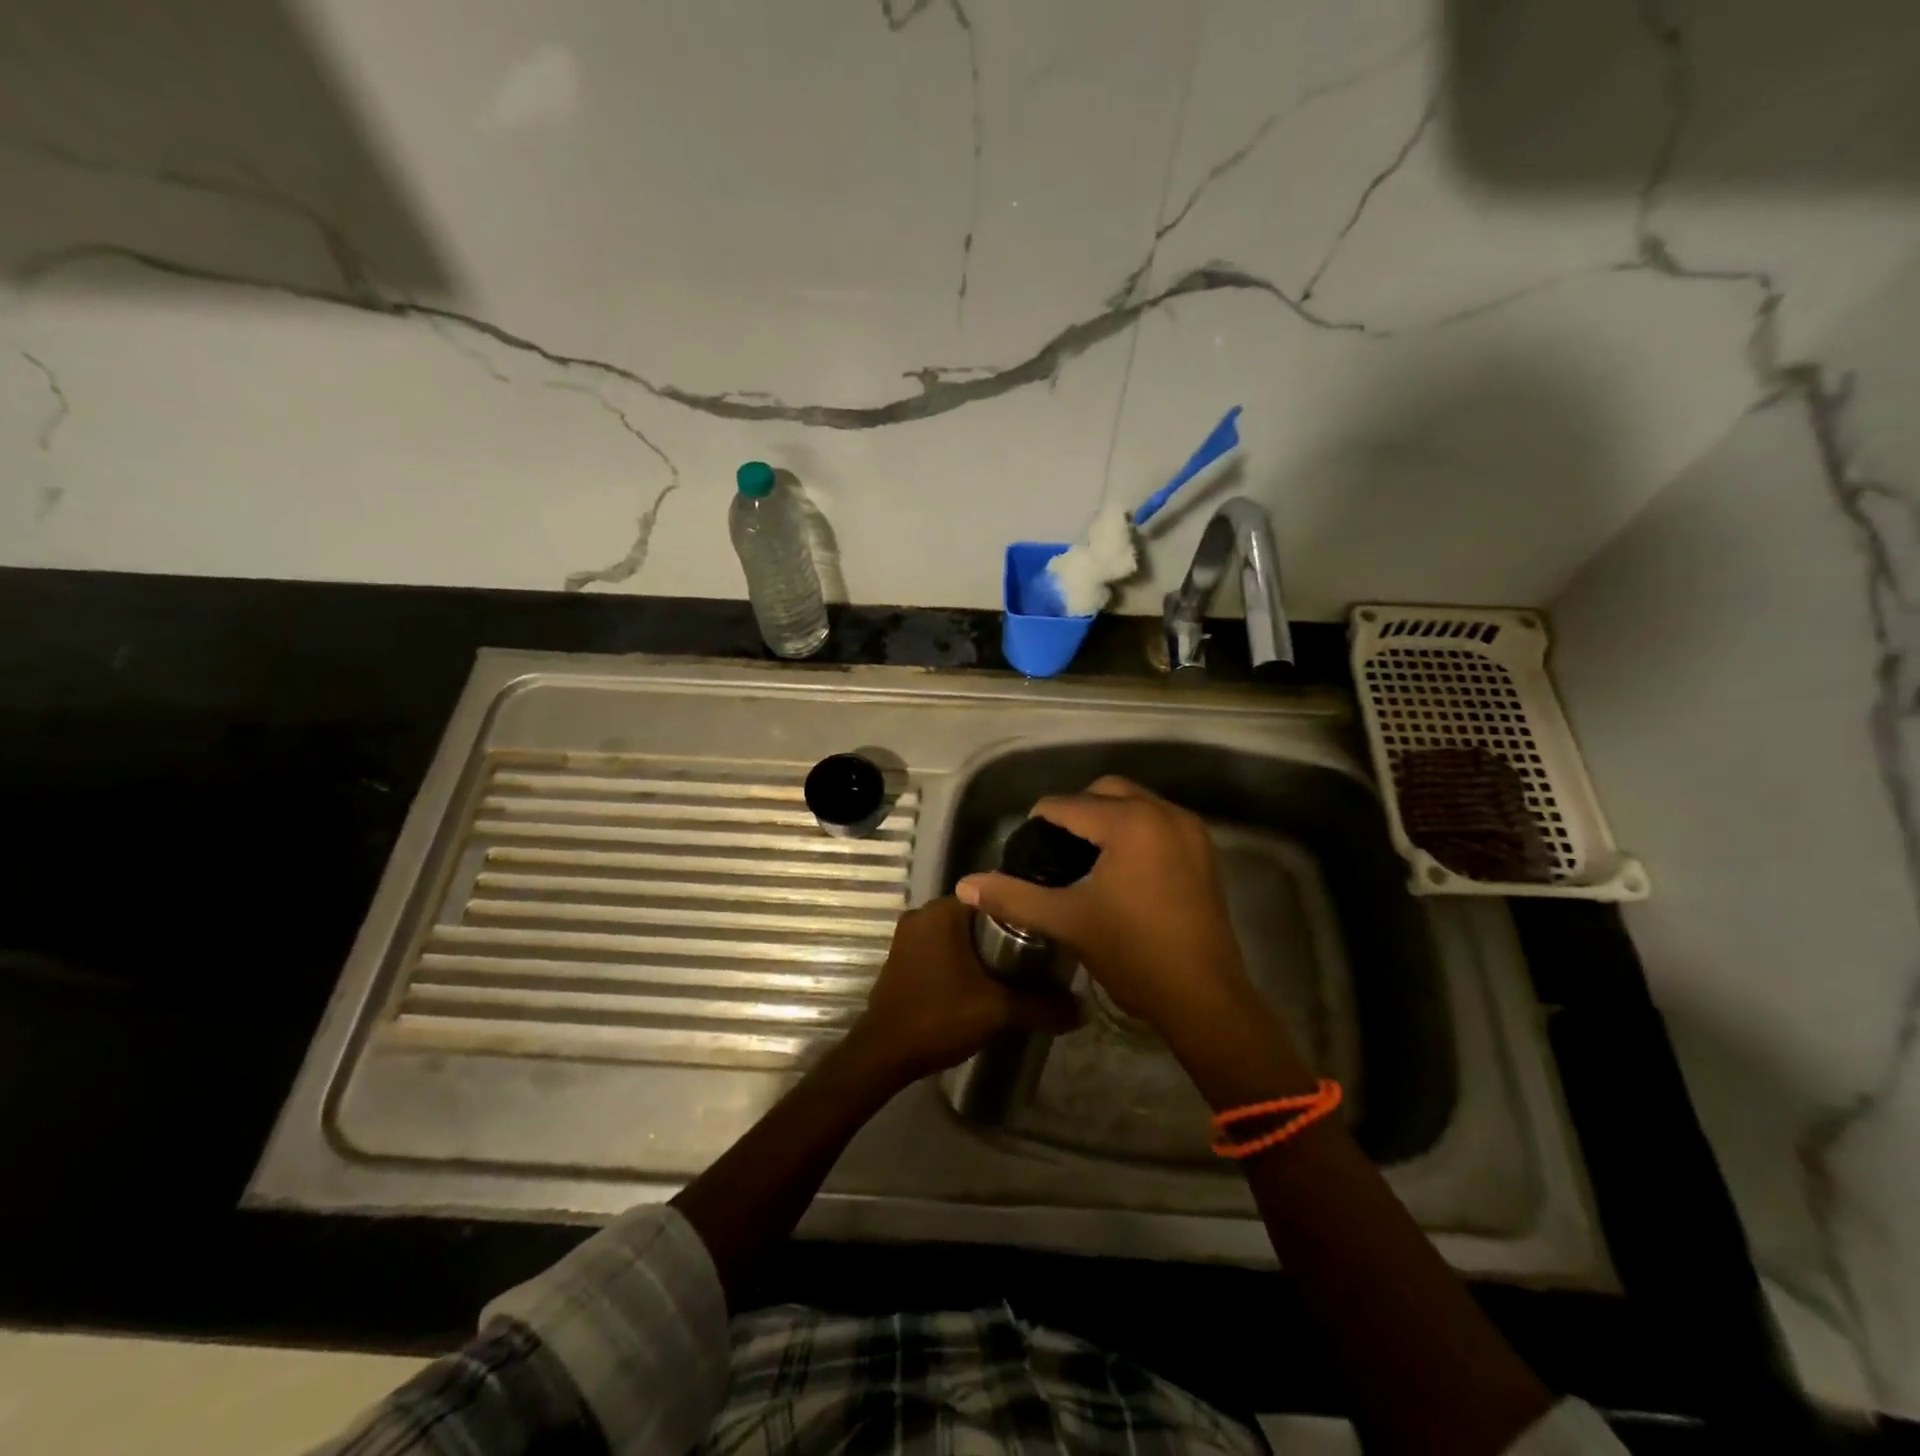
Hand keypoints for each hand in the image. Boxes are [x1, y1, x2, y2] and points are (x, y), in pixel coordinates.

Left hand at [842, 896, 1078, 1083]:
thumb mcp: (998, 1010)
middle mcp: (922, 914)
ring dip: (980, 950)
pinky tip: (980, 983)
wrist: (884, 1053)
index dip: (1020, 913)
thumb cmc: (940, 1016)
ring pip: (956, 935)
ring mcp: (907, 937)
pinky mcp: (901, 959)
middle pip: (975, 916)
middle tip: (1035, 957)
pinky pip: (939, 949)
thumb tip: (1083, 1009)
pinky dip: (959, 961)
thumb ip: (1041, 1005)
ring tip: (1013, 971)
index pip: (992, 897)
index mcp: (943, 911)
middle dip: (1003, 934)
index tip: (1044, 933)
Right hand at [955, 776, 1251, 1037]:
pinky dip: (1136, 829)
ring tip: (1085, 856)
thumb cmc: (1132, 954)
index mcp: (1129, 823)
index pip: (1067, 805)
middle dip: (1076, 810)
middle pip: (1105, 791)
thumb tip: (965, 884)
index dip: (1039, 822)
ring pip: (1136, 802)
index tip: (1025, 849)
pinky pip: (1160, 821)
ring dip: (1108, 817)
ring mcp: (1190, 830)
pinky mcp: (1205, 851)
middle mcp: (1163, 813)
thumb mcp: (1066, 922)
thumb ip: (1013, 897)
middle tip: (1054, 848)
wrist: (1204, 998)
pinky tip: (1122, 867)